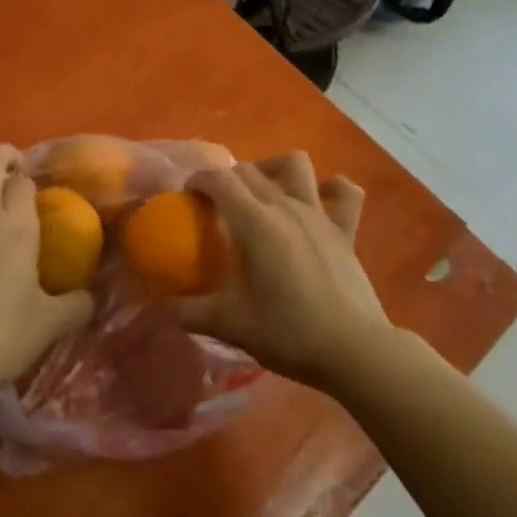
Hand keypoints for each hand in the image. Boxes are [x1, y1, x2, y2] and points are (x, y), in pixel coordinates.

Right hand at [178, 154, 391, 390]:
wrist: (353, 350)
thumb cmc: (288, 332)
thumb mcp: (229, 325)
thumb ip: (189, 312)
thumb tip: (163, 306)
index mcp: (255, 222)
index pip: (219, 180)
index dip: (198, 179)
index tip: (187, 195)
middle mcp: (286, 206)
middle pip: (249, 170)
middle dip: (227, 178)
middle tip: (215, 204)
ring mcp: (320, 215)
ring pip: (296, 165)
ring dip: (274, 168)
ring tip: (263, 191)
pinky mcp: (345, 230)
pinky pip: (344, 194)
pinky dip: (331, 189)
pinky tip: (319, 200)